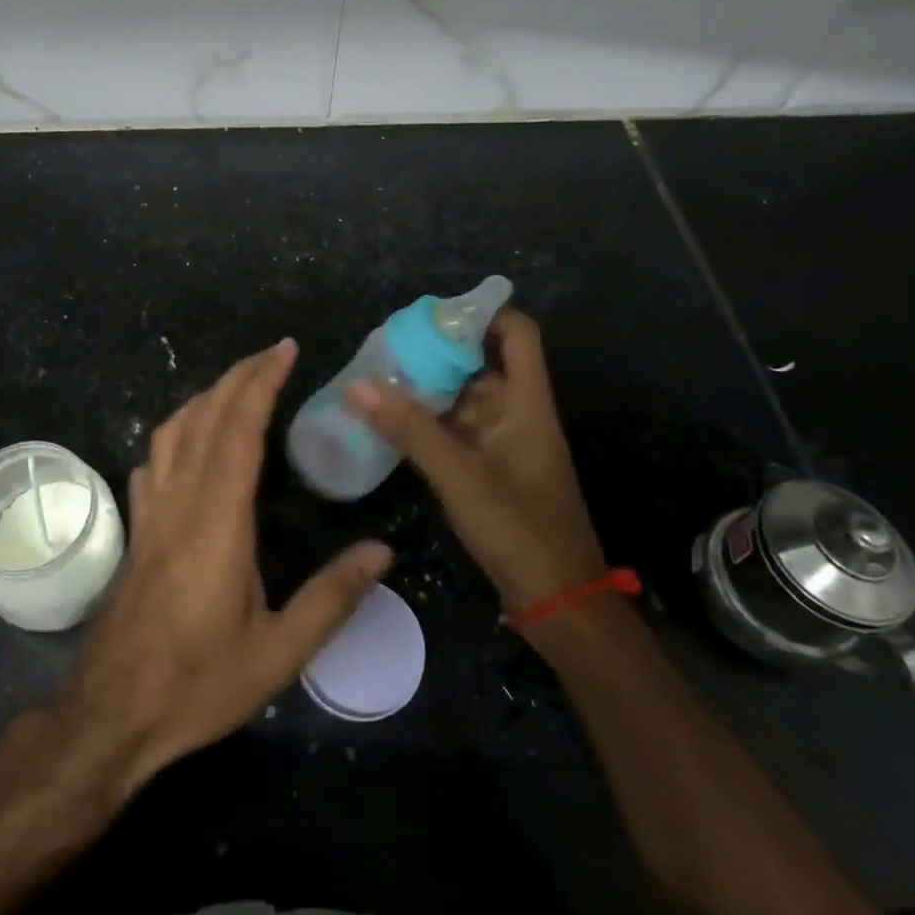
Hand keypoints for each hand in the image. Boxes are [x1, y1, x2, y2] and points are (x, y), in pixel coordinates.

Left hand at [53, 339, 391, 793]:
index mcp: (217, 522)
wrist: (110, 714)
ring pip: (173, 432)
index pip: (239, 430)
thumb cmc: (196, 685)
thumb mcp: (278, 654)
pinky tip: (188, 442)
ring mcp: (151, 513)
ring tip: (238, 386)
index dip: (261, 383)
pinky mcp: (136, 530)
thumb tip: (382, 552)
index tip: (285, 352)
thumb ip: (332, 599)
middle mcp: (180, 503)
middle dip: (239, 376)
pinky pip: (154, 461)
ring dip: (206, 397)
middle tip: (273, 353)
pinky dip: (176, 433)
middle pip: (205, 418)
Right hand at [348, 309, 603, 611]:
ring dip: (424, 387)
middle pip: (479, 361)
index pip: (516, 333)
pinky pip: (452, 429)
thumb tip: (358, 385)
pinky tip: (386, 419)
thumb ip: (410, 429)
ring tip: (373, 376)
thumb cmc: (519, 530)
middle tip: (383, 346)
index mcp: (525, 401)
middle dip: (434, 350)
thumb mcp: (460, 476)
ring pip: (460, 397)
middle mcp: (515, 412)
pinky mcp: (486, 467)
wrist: (556, 601)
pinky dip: (423, 420)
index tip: (431, 315)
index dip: (481, 313)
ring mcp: (500, 441)